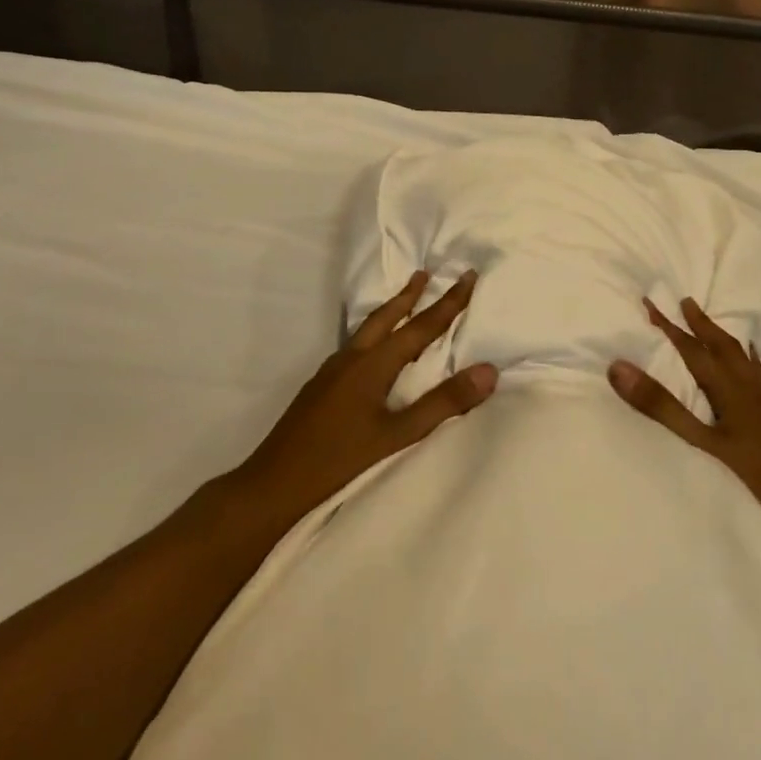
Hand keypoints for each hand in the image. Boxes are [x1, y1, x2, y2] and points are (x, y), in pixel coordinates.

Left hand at [225, 270, 495, 532]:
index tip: (468, 275)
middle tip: (427, 273)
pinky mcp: (320, 388)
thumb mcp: (397, 436)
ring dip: (389, 312)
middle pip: (386, 317)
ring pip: (367, 330)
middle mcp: (351, 359)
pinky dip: (372, 335)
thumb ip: (443, 403)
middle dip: (410, 295)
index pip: (420, 327)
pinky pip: (354, 347)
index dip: (448, 302)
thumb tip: (488, 371)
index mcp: (373, 365)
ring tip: (402, 302)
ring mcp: (331, 373)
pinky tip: (371, 352)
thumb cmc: (338, 461)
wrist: (271, 487)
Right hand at [609, 298, 760, 549]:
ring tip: (709, 322)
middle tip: (684, 301)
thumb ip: (661, 405)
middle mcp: (747, 382)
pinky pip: (756, 369)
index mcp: (728, 386)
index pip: (691, 348)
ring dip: (719, 334)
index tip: (649, 301)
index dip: (668, 325)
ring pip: (739, 354)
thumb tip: (620, 367)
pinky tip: (747, 359)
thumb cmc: (750, 473)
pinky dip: (745, 355)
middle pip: (720, 344)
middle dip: (699, 322)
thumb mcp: (699, 440)